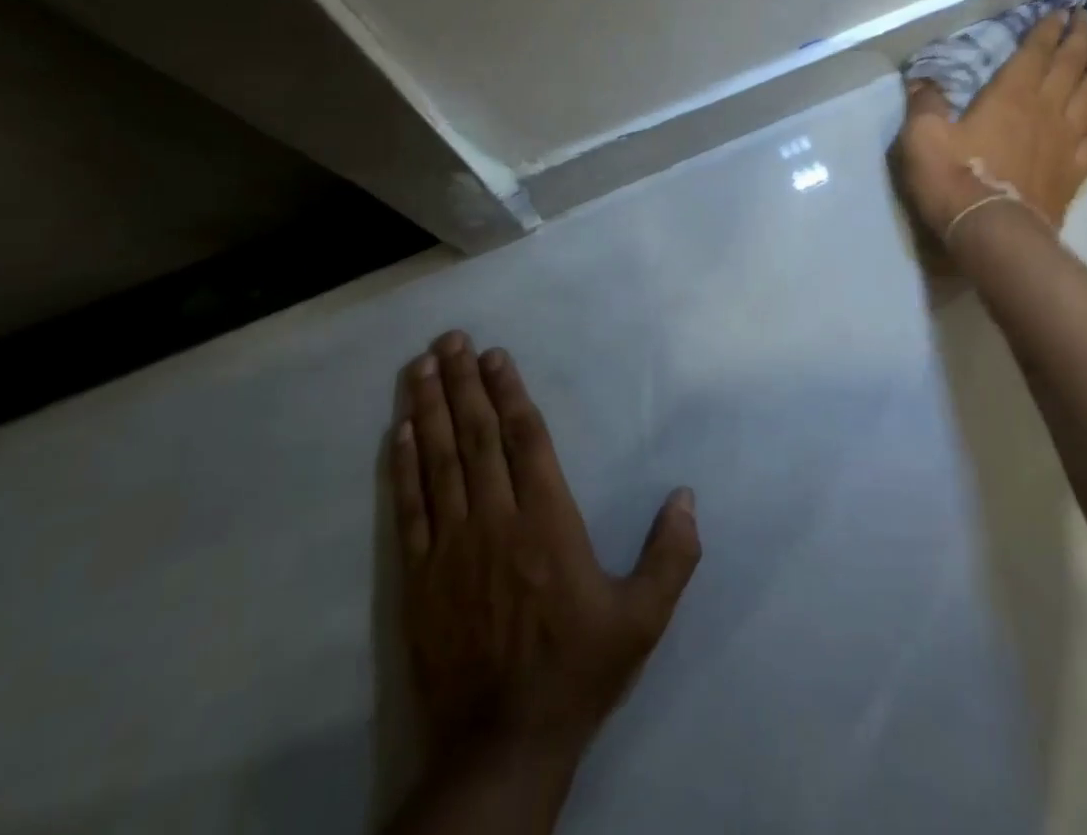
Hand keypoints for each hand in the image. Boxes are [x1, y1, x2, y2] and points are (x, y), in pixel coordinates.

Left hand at [390, 331, 700, 781]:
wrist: (501, 747)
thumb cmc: (576, 671)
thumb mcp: (642, 619)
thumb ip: (671, 555)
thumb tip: (687, 497)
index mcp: (548, 522)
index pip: (525, 439)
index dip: (510, 392)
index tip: (495, 355)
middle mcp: (496, 521)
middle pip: (478, 437)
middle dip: (464, 383)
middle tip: (451, 339)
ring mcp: (451, 549)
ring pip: (438, 463)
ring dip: (429, 411)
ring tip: (421, 367)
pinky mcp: (418, 580)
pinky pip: (409, 510)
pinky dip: (403, 467)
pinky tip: (398, 434)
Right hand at [893, 9, 1086, 241]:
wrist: (992, 232)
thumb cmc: (953, 180)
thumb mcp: (922, 137)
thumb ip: (924, 105)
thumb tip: (921, 82)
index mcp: (1009, 95)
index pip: (1035, 53)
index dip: (1048, 31)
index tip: (1060, 13)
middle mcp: (1045, 109)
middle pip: (1071, 66)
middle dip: (1081, 39)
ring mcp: (1066, 140)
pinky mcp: (1076, 170)